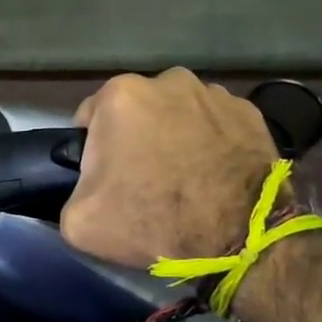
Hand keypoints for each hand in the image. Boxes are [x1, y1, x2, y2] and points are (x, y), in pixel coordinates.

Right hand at [60, 68, 279, 267]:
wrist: (238, 240)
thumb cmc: (151, 221)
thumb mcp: (78, 221)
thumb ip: (71, 192)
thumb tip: (86, 188)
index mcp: (120, 95)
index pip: (90, 118)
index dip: (93, 150)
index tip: (106, 177)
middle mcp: (167, 80)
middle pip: (136, 110)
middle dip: (136, 137)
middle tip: (144, 179)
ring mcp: (214, 93)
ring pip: (178, 113)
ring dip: (174, 135)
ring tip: (184, 177)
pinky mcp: (250, 113)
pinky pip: (216, 124)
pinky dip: (211, 142)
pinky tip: (213, 174)